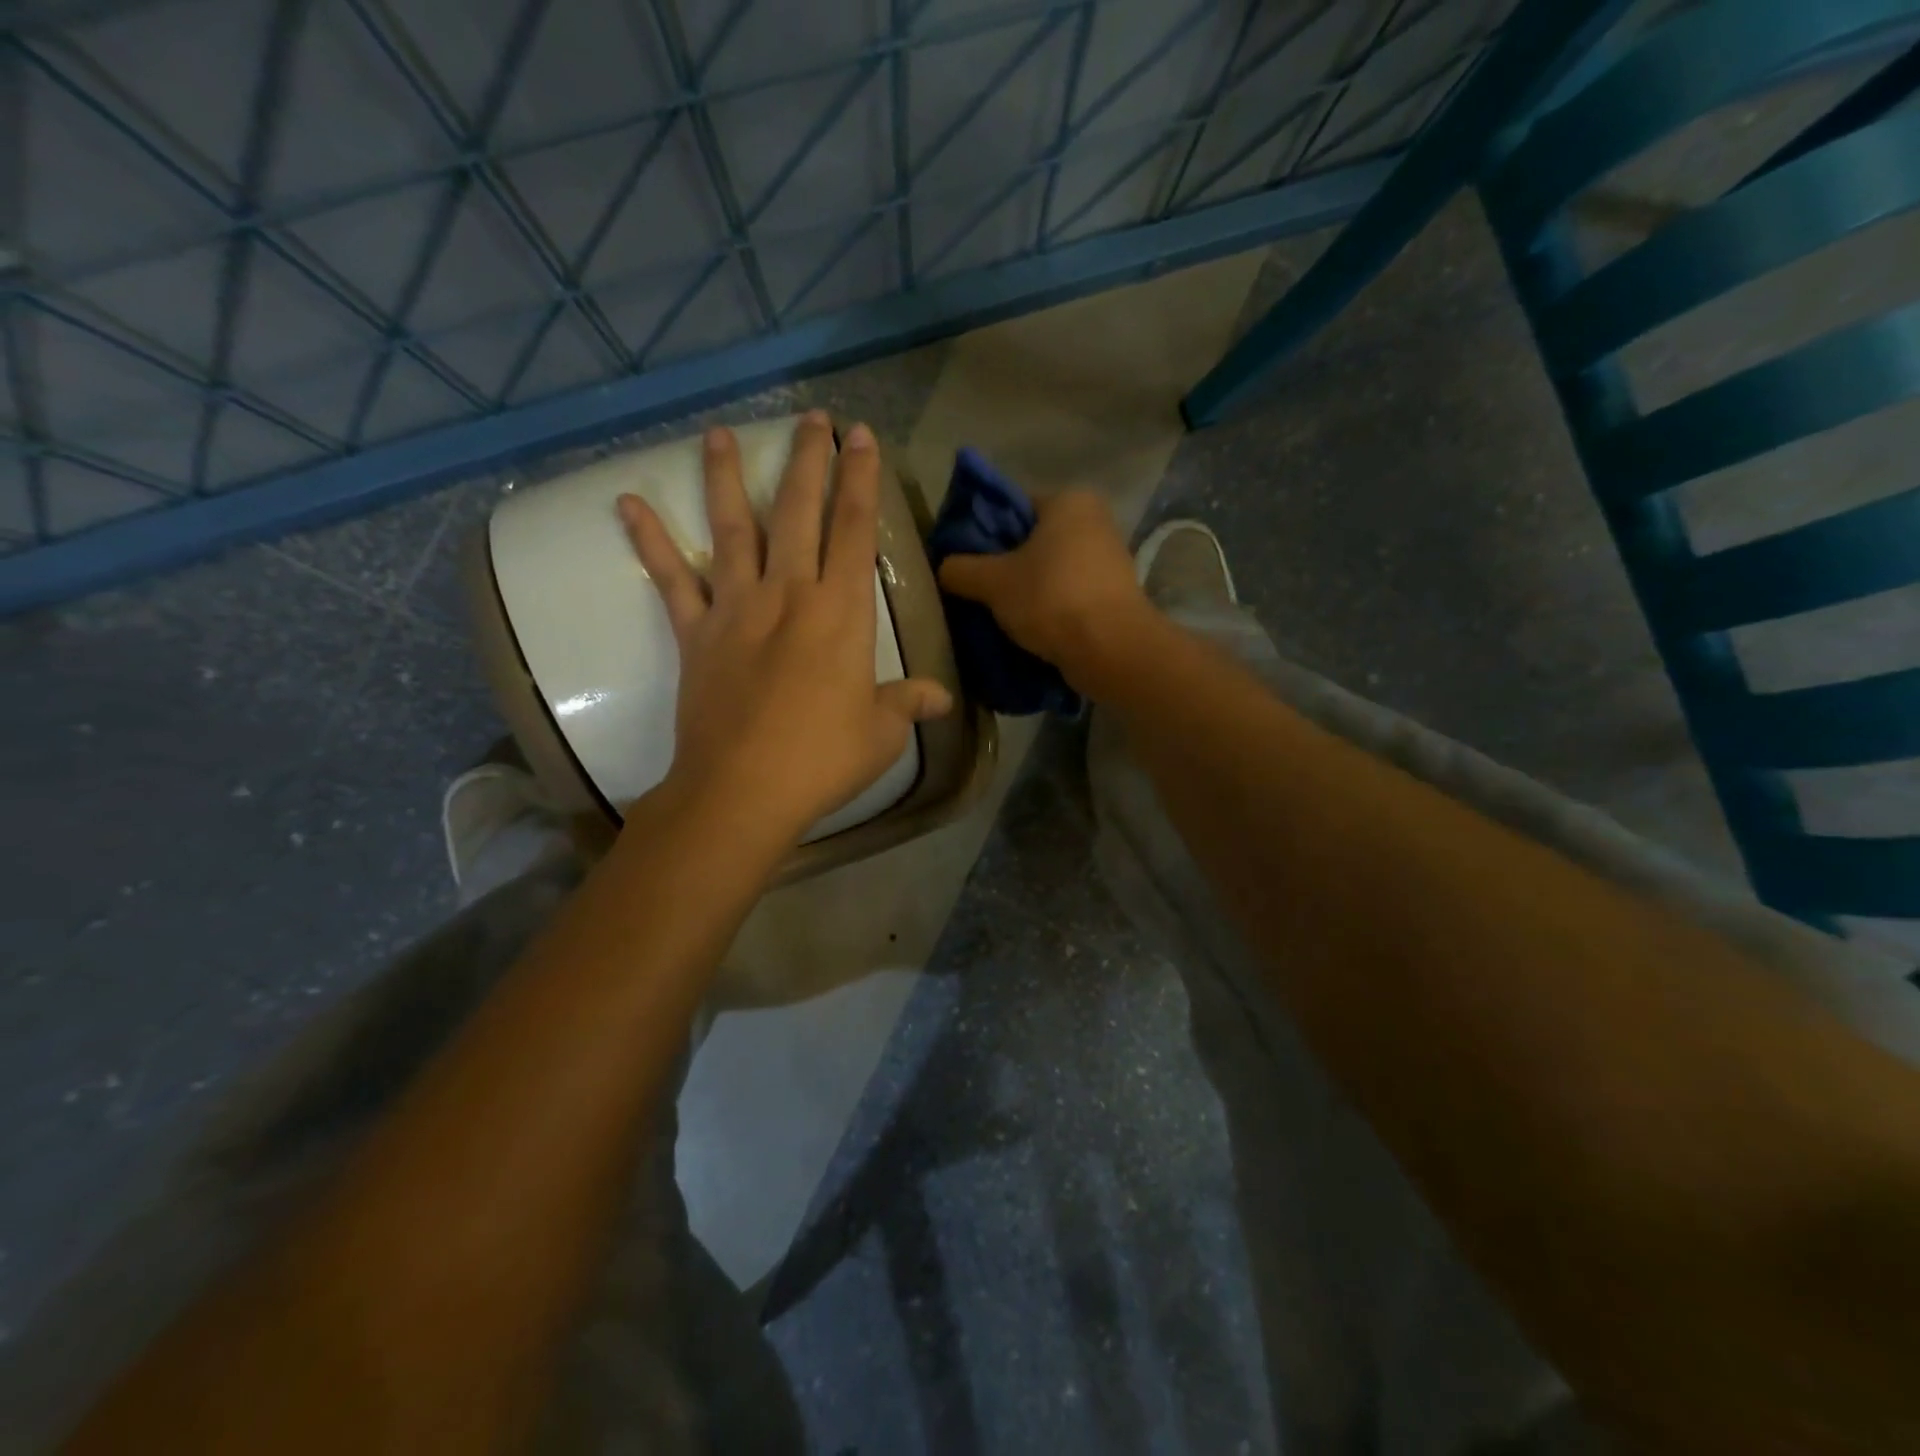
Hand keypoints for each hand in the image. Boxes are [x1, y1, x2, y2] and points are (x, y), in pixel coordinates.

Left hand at [619, 413, 952, 843]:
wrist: (742, 790)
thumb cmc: (822, 760)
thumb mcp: (880, 733)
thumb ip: (909, 703)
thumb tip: (941, 698)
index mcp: (841, 613)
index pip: (856, 531)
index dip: (861, 480)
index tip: (860, 437)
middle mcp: (789, 594)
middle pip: (800, 513)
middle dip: (809, 461)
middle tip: (811, 419)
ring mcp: (737, 608)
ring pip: (734, 529)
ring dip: (729, 478)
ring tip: (721, 434)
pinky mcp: (696, 633)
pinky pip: (671, 579)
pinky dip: (649, 541)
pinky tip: (627, 503)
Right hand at [937, 490, 1153, 691]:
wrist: (1111, 651)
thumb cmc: (1051, 599)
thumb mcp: (992, 582)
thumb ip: (961, 569)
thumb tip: (944, 568)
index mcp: (1069, 500)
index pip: (1013, 507)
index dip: (984, 533)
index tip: (964, 561)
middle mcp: (1095, 521)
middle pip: (1033, 541)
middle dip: (1005, 566)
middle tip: (976, 591)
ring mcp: (1109, 559)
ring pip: (1050, 571)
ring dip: (1026, 591)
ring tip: (998, 615)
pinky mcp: (1114, 595)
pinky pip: (1068, 595)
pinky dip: (1048, 608)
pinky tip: (1027, 629)